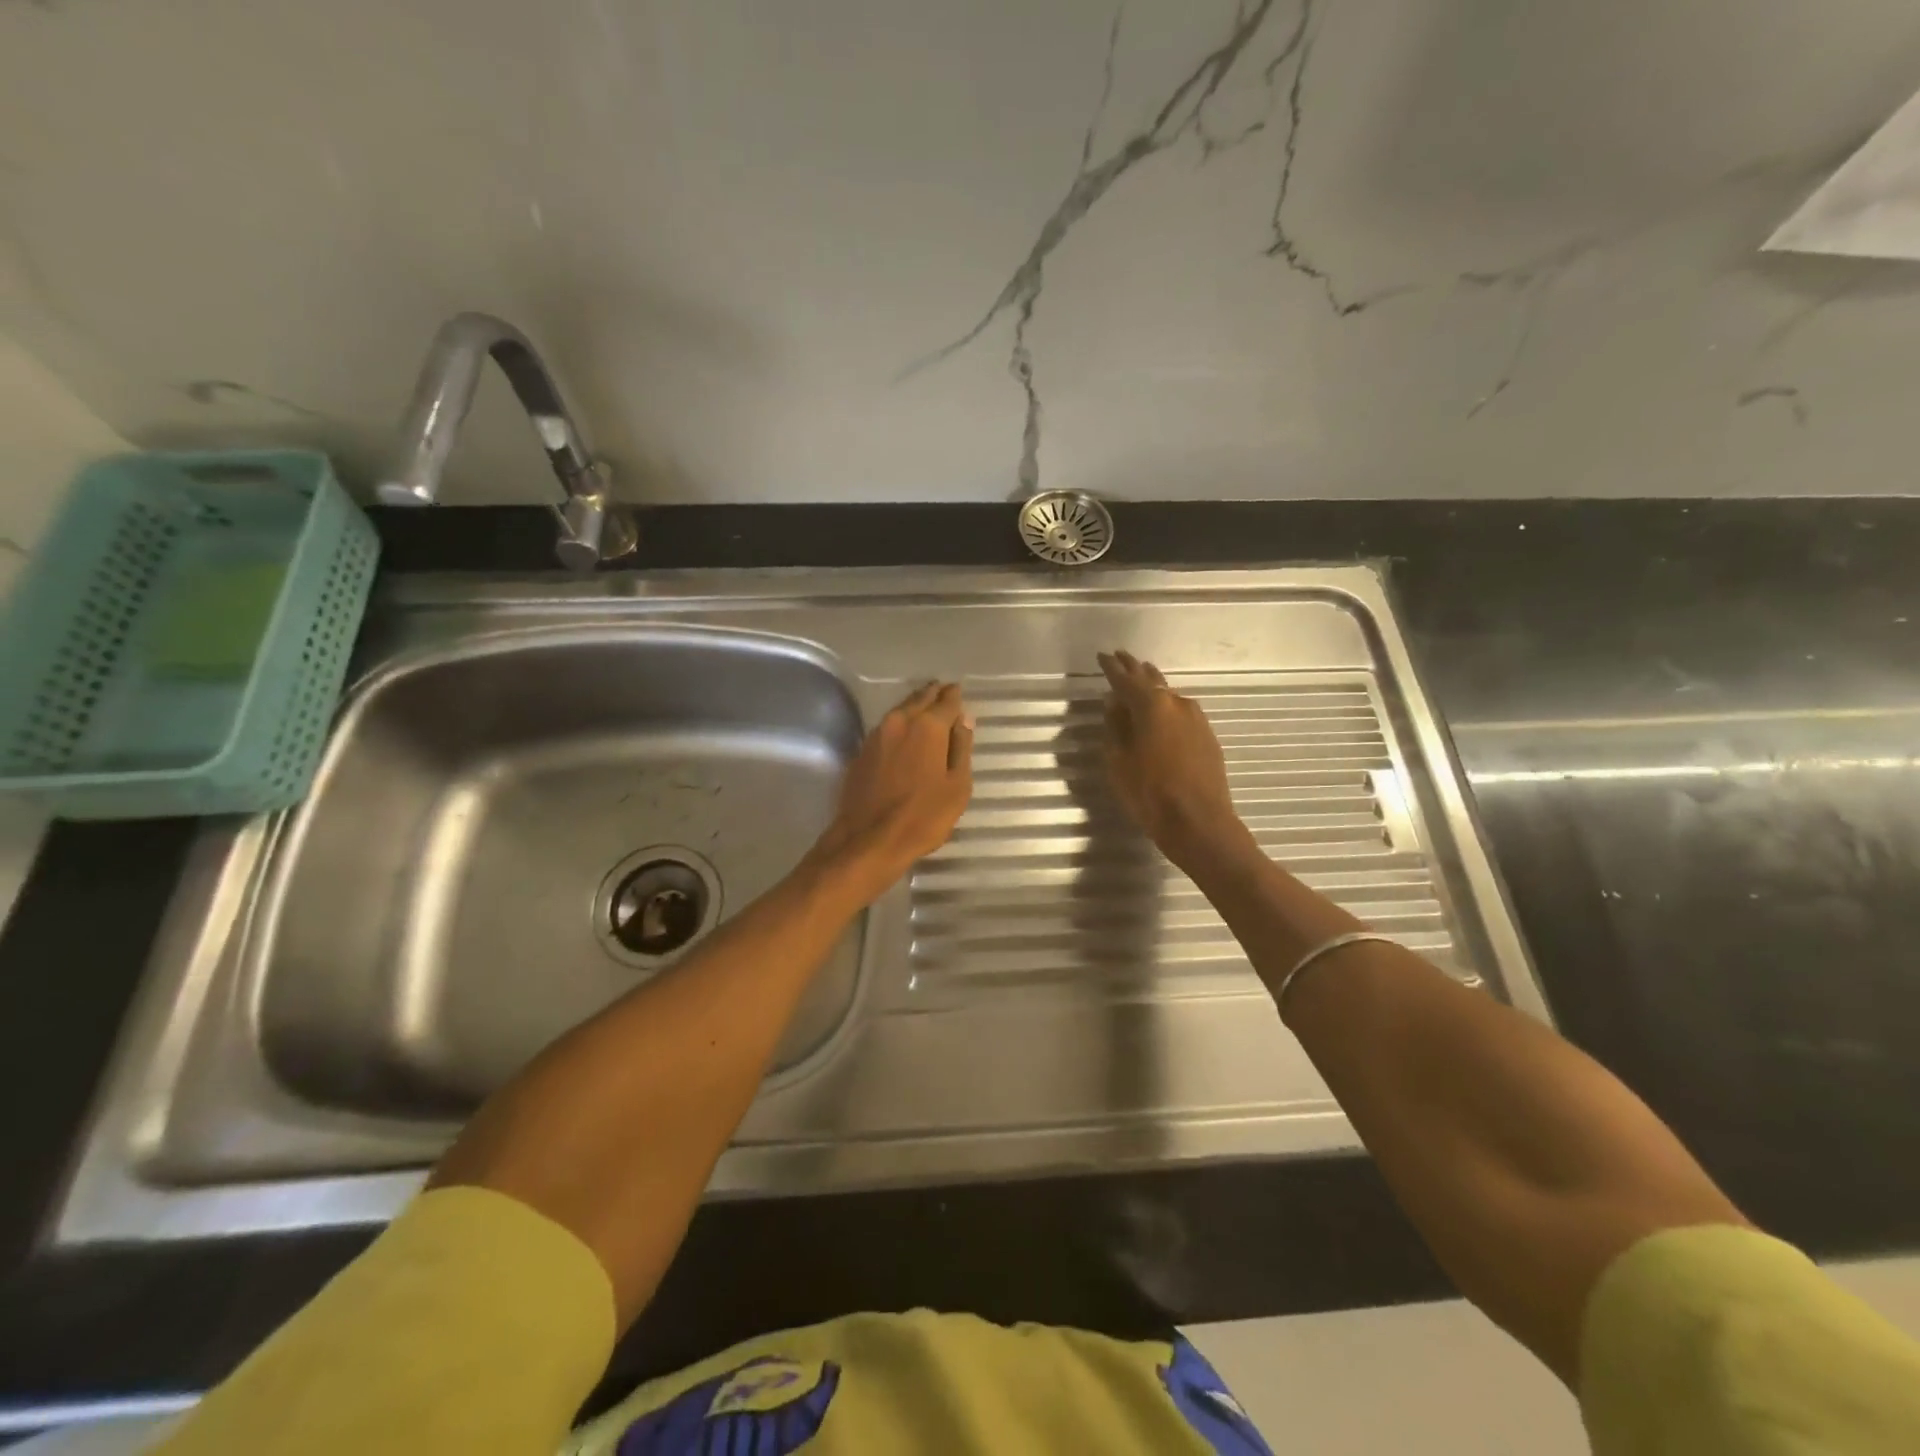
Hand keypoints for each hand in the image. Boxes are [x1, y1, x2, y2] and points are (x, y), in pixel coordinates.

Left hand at [812, 682, 973, 901]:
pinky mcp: (861, 752)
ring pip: (900, 711)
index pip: (946, 702)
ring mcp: (876, 736)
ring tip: (926, 706)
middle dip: (933, 694)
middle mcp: (900, 722)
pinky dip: (899, 725)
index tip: (958, 690)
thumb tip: (964, 721)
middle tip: (943, 689)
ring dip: (914, 706)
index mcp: (928, 727)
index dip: (955, 696)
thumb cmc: (923, 816)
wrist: (869, 840)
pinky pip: (886, 728)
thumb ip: (961, 748)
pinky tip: (904, 732)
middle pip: (919, 700)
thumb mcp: (957, 786)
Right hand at [1099, 650, 1246, 870]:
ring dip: (1153, 687)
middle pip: (1151, 680)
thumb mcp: (1119, 762)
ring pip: (1169, 695)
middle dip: (1134, 669)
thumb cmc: (1150, 793)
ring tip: (1141, 679)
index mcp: (1151, 706)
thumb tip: (1114, 704)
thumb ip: (1115, 728)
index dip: (1111, 667)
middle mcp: (1177, 704)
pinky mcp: (1207, 736)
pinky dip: (1166, 707)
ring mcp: (1196, 719)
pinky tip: (1161, 713)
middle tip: (1120, 658)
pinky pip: (1181, 712)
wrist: (1200, 823)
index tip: (1102, 656)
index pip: (1125, 679)